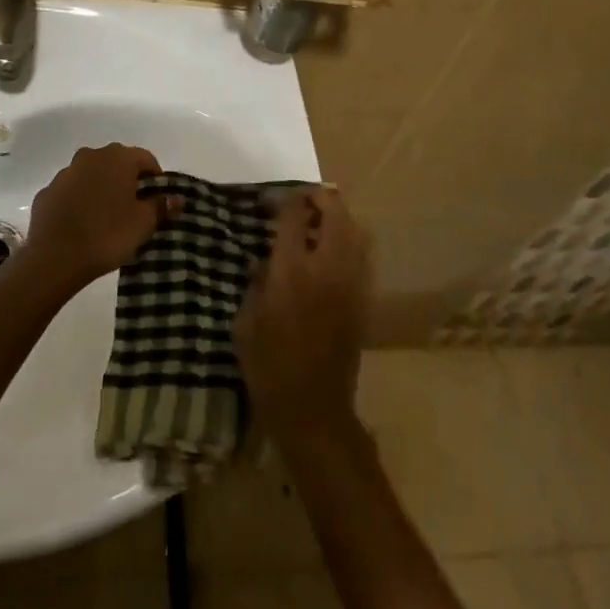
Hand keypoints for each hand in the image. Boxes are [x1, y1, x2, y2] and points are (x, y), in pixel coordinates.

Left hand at [16, 144, 169, 292]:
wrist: (54, 258)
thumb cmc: (107, 235)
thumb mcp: (143, 223)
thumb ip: (161, 206)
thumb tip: (176, 198)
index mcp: (117, 158)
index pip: (145, 158)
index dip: (155, 178)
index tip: (158, 200)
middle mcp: (90, 157)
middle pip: (116, 163)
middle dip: (127, 181)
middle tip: (134, 208)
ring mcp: (64, 173)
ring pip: (91, 175)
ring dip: (101, 189)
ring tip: (107, 218)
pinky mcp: (46, 192)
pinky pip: (70, 192)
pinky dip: (79, 202)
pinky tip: (82, 225)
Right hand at [235, 187, 371, 442]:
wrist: (314, 411)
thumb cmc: (269, 367)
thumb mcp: (245, 322)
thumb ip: (255, 282)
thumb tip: (264, 260)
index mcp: (292, 270)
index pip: (294, 214)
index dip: (282, 199)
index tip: (267, 202)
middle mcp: (327, 268)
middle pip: (334, 211)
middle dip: (318, 197)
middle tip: (300, 201)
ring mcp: (352, 282)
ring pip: (357, 229)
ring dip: (338, 216)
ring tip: (319, 220)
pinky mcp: (364, 299)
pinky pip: (363, 254)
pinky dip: (351, 240)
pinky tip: (333, 250)